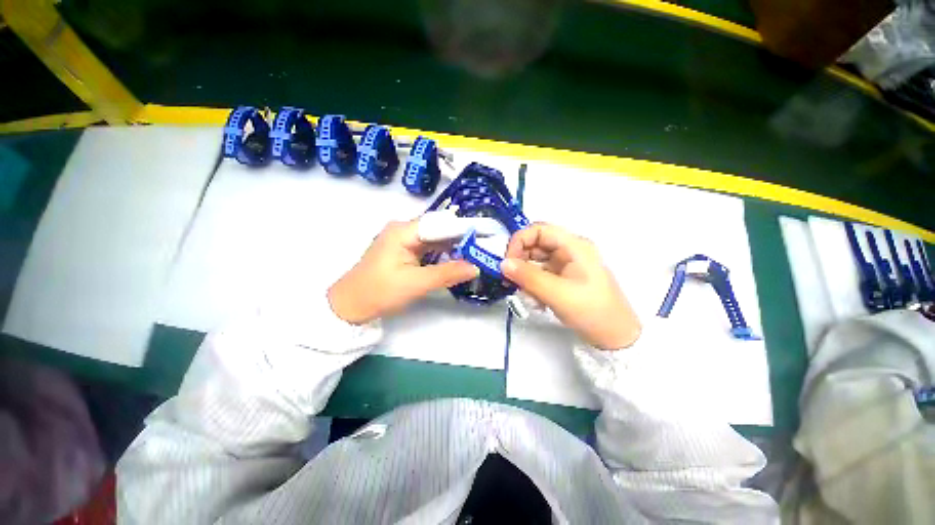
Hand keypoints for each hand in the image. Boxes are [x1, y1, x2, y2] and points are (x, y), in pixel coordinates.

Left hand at [328, 220, 479, 323]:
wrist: (350, 306)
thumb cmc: (379, 292)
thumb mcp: (416, 284)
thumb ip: (447, 273)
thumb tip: (476, 267)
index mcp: (403, 231)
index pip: (441, 223)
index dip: (464, 228)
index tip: (486, 233)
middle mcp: (404, 229)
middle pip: (439, 229)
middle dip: (462, 237)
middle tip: (485, 245)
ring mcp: (403, 240)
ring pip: (435, 239)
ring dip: (454, 246)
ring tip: (477, 251)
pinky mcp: (404, 250)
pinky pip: (429, 248)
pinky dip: (443, 253)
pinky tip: (457, 258)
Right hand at [502, 223, 640, 349]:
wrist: (616, 337)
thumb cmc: (591, 311)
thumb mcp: (557, 294)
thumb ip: (528, 277)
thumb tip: (503, 264)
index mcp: (574, 246)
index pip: (539, 230)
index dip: (519, 241)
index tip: (508, 262)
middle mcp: (569, 250)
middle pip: (535, 244)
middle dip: (520, 261)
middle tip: (510, 280)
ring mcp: (566, 265)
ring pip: (535, 261)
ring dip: (525, 276)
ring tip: (525, 296)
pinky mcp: (563, 278)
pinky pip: (541, 274)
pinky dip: (533, 285)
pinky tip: (536, 302)